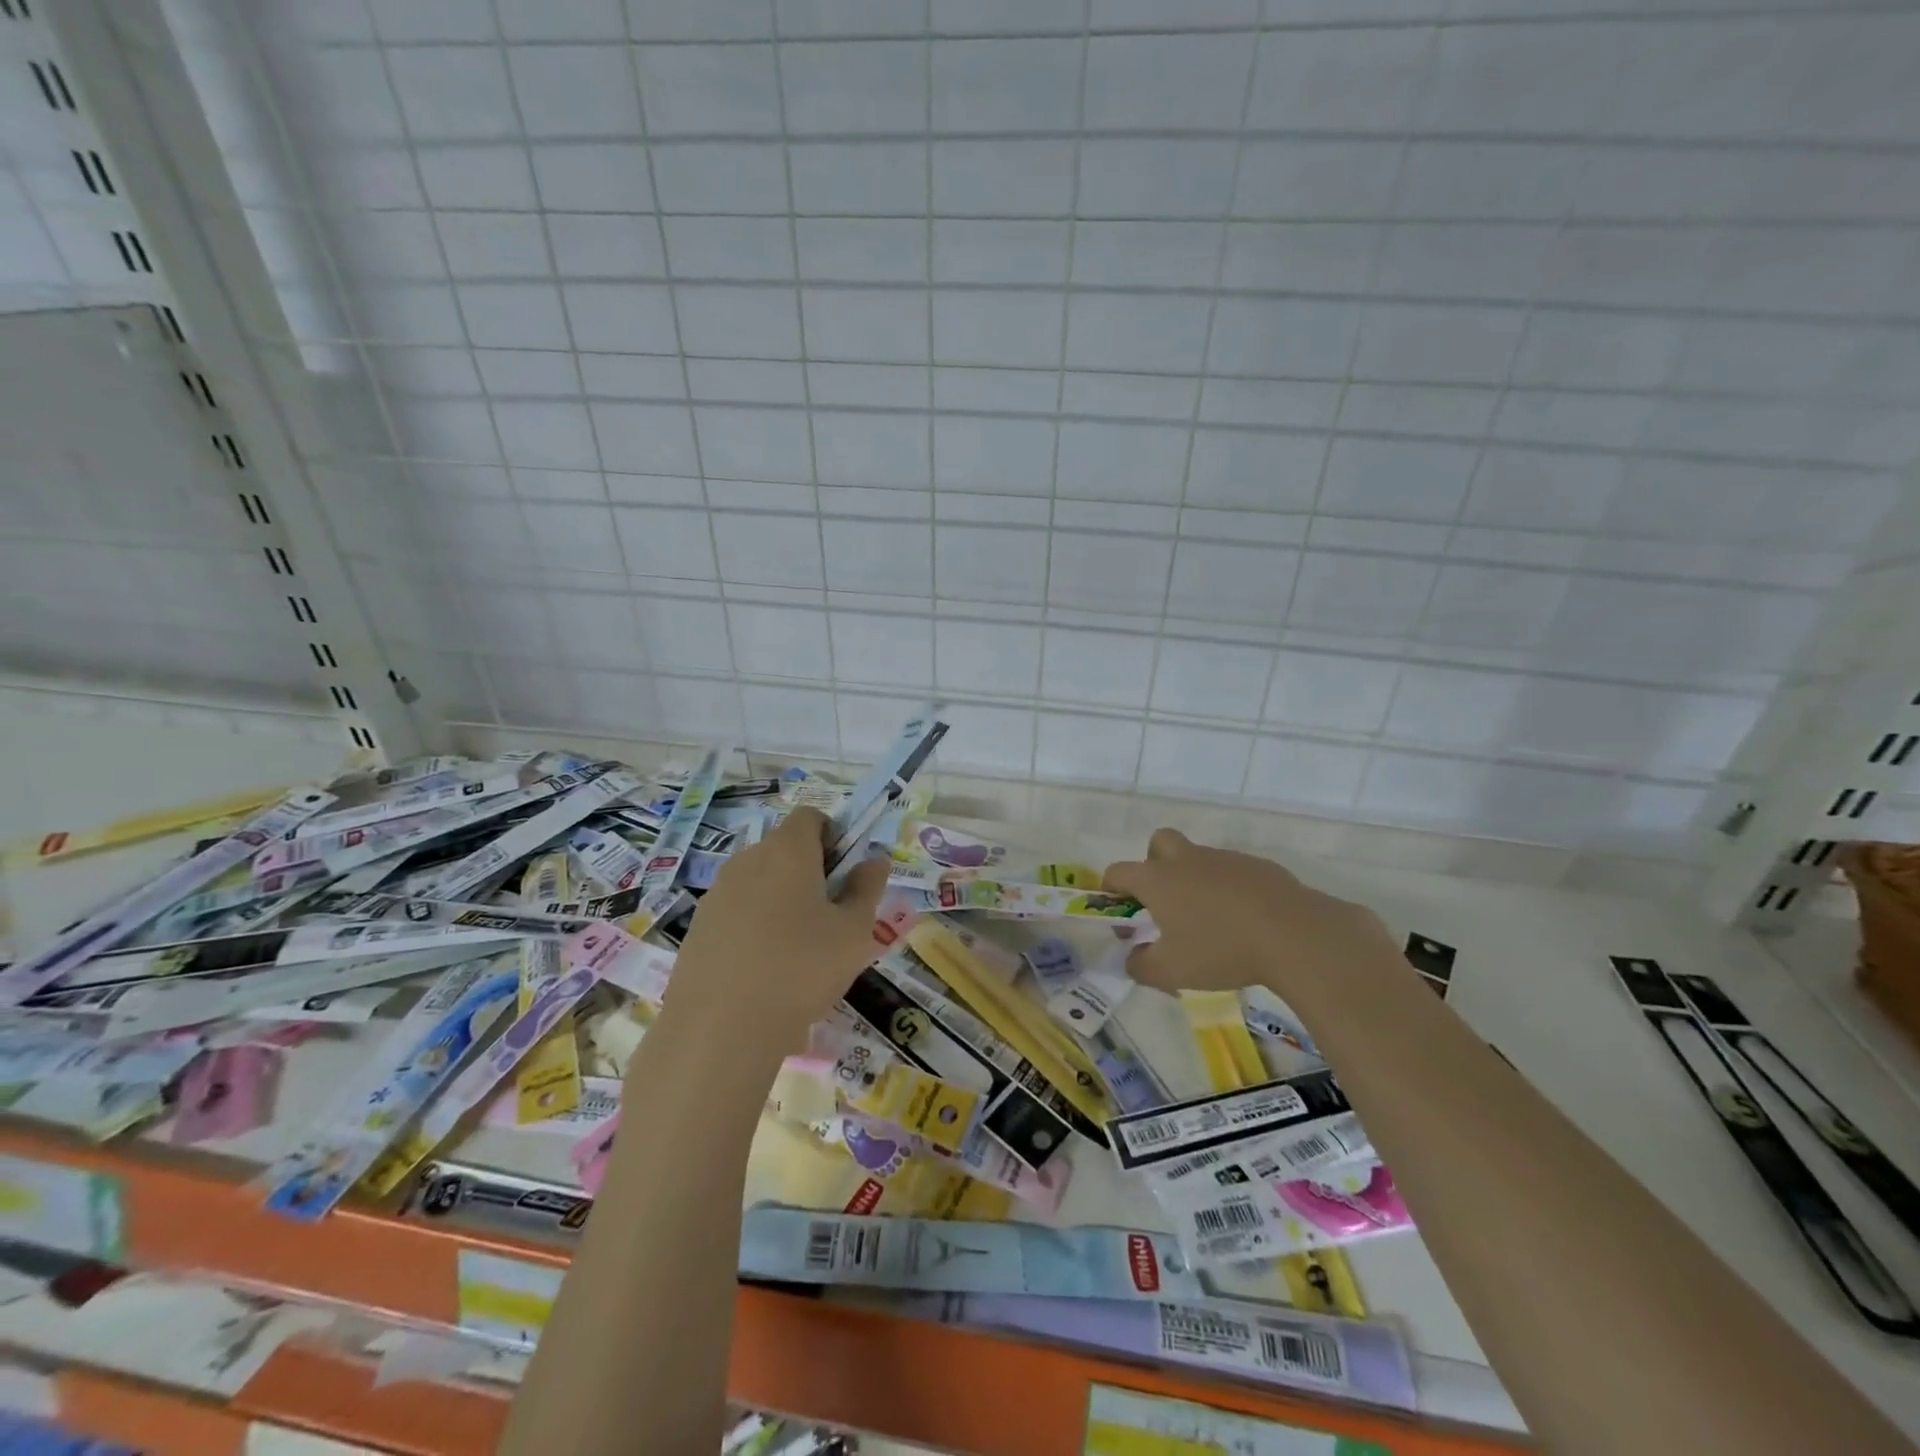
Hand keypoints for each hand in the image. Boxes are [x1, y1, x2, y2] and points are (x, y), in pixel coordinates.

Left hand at [662, 806, 889, 1050]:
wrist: (720, 1029)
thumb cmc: (801, 969)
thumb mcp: (854, 932)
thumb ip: (867, 889)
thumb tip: (873, 860)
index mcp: (787, 850)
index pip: (810, 817)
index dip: (833, 836)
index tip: (846, 874)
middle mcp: (747, 860)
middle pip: (783, 848)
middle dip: (810, 871)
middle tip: (830, 916)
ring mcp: (717, 893)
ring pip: (759, 882)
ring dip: (781, 900)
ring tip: (798, 950)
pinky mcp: (698, 928)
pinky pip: (736, 912)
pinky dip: (754, 927)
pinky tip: (765, 971)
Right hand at [1103, 829, 1396, 1006]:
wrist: (1293, 934)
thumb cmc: (1220, 949)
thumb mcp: (1171, 971)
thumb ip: (1142, 966)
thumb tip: (1132, 958)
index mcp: (1158, 879)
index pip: (1118, 871)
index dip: (1111, 887)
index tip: (1116, 906)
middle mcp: (1186, 860)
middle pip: (1159, 842)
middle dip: (1154, 863)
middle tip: (1164, 899)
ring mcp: (1224, 859)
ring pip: (1199, 858)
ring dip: (1195, 880)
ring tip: (1210, 920)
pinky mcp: (1258, 866)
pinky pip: (1233, 872)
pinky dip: (1230, 889)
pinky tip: (1245, 920)